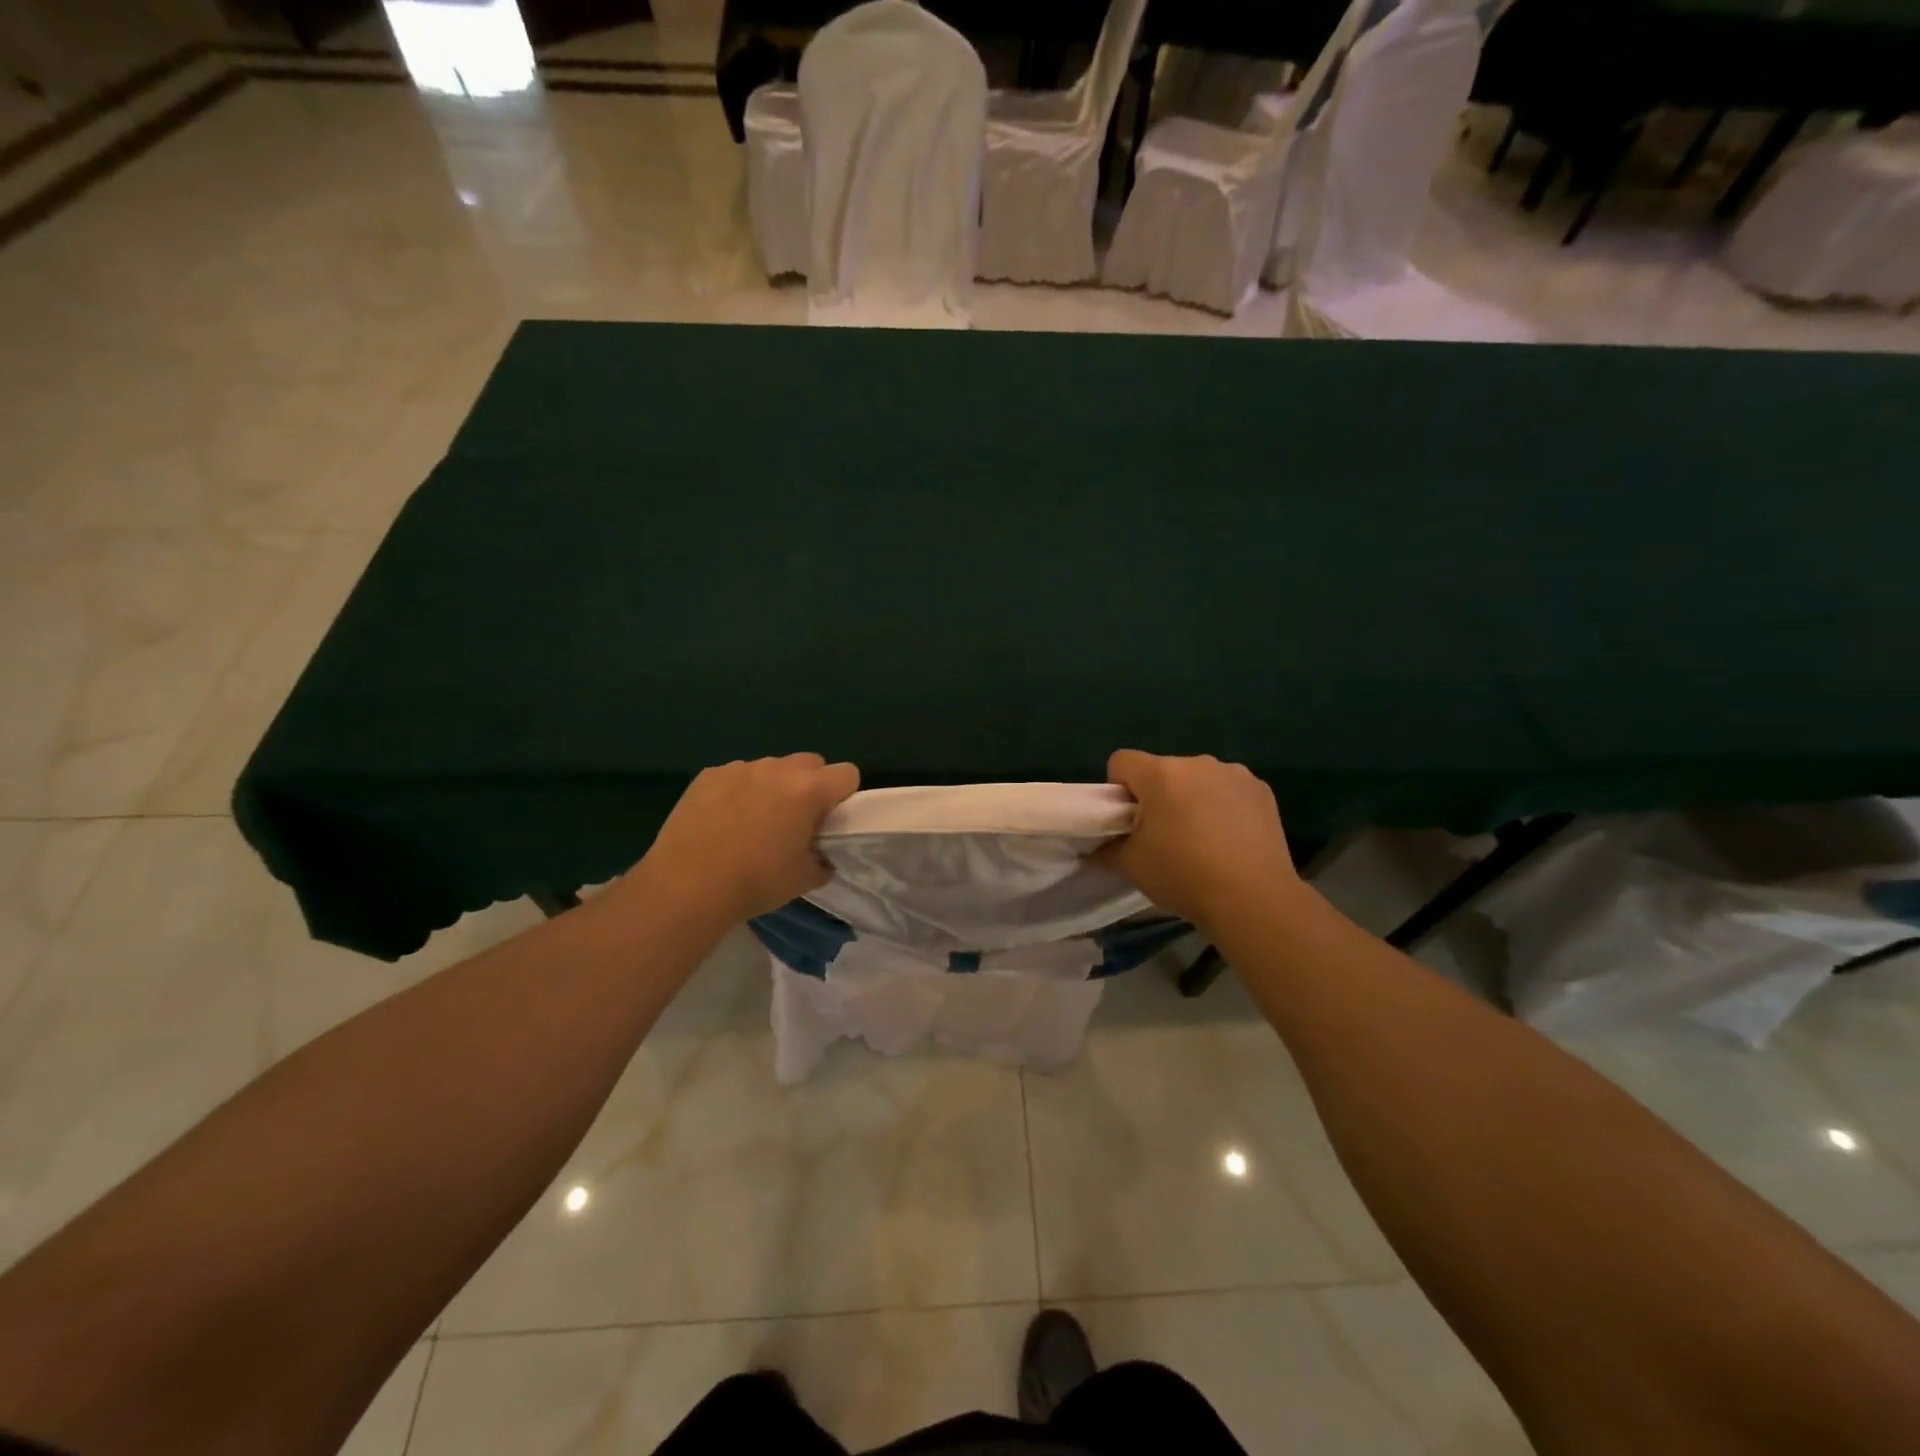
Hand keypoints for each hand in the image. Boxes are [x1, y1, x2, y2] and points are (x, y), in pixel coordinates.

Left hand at [626, 754, 859, 926]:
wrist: (687, 885)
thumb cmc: (755, 882)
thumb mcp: (803, 879)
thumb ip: (822, 861)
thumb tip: (821, 856)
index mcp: (808, 791)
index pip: (847, 774)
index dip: (844, 795)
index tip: (829, 820)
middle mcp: (777, 769)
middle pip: (810, 763)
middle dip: (810, 785)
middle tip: (795, 820)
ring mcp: (740, 768)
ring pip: (771, 768)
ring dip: (773, 787)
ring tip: (753, 822)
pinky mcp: (709, 775)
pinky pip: (737, 776)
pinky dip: (739, 792)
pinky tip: (723, 822)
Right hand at [1100, 750, 1300, 929]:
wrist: (1253, 899)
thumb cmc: (1183, 875)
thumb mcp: (1131, 866)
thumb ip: (1106, 849)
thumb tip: (1095, 849)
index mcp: (1160, 773)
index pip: (1121, 761)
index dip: (1118, 789)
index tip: (1128, 821)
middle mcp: (1197, 763)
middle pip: (1163, 771)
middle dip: (1158, 796)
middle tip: (1164, 837)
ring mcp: (1234, 774)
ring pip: (1198, 780)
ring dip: (1192, 799)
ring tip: (1202, 841)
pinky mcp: (1261, 790)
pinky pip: (1229, 790)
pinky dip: (1224, 807)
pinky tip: (1231, 840)